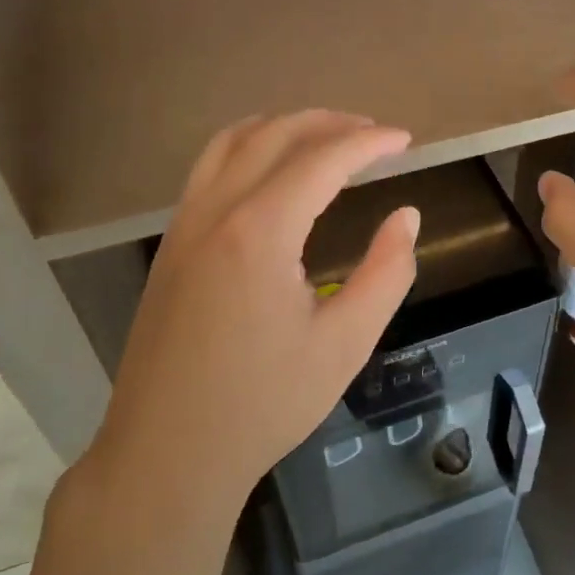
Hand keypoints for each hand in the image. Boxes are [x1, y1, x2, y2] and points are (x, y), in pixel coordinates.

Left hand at [88, 112, 418, 511]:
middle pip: (275, 135)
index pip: (323, 159)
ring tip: (324, 138)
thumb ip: (386, 272)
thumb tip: (406, 216)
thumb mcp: (345, 343)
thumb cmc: (264, 403)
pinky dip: (247, 148)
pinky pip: (208, 169)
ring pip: (233, 142)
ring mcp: (184, 224)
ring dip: (283, 128)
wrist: (168, 451)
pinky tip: (270, 173)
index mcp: (260, 230)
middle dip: (330, 123)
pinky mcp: (171, 244)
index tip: (405, 140)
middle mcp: (216, 210)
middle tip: (373, 134)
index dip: (369, 142)